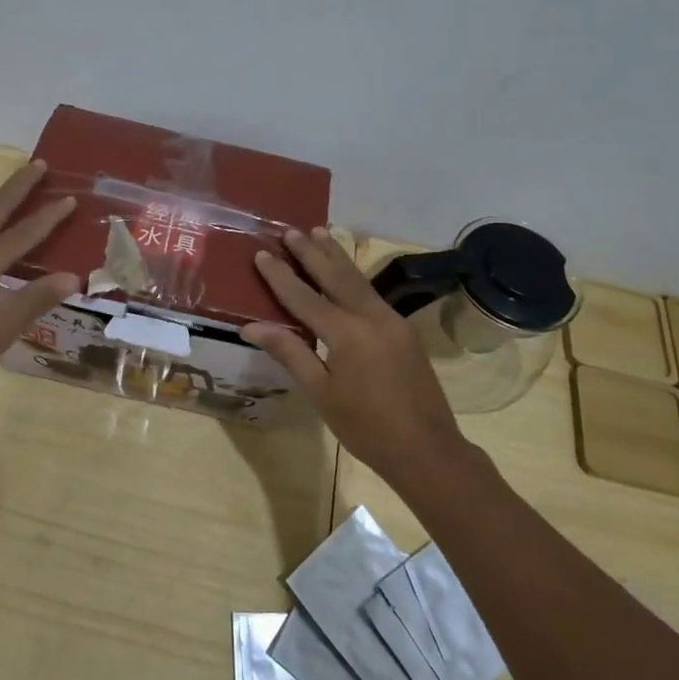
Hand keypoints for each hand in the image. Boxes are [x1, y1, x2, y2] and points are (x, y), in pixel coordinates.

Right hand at [243, 228, 467, 486]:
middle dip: (312, 252)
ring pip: (358, 279)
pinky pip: (372, 294)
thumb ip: (289, 352)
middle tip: (291, 230)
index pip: (304, 297)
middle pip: (336, 275)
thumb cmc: (365, 428)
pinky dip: (353, 276)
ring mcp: (393, 320)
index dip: (281, 276)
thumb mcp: (321, 393)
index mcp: (347, 333)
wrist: (427, 450)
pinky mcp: (405, 330)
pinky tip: (345, 272)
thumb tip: (251, 326)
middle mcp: (371, 317)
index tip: (262, 254)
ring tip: (320, 232)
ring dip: (336, 256)